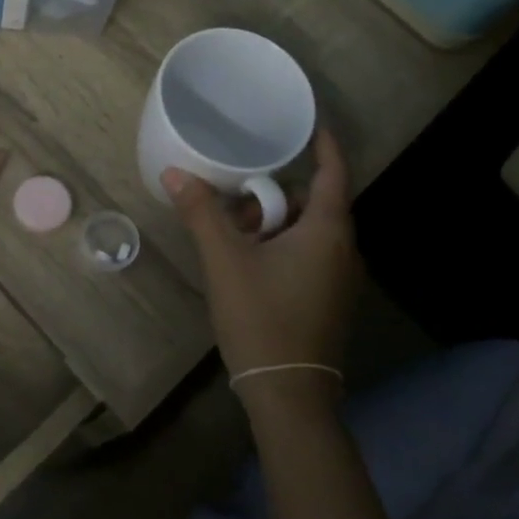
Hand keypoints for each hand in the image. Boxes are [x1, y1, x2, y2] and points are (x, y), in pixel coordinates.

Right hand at [163, 127, 361, 400]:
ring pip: (308, 232)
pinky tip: (248, 263)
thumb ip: (201, 212)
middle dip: (275, 194)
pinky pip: (308, 256)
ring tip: (234, 235)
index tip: (308, 124)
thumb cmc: (261, 317)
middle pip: (313, 203)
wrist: (288, 394)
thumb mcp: (224, 260)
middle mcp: (343, 250)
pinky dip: (282, 246)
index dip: (324, 145)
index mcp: (327, 231)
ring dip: (274, 224)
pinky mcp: (329, 300)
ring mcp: (340, 279)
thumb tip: (174, 172)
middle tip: (237, 198)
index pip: (333, 172)